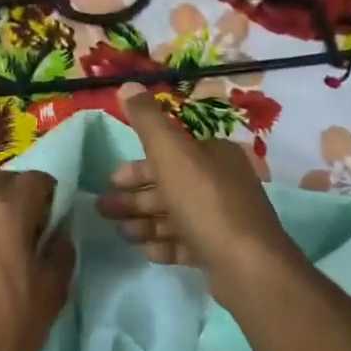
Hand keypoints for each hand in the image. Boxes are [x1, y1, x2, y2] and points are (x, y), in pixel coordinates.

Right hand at [96, 84, 304, 312]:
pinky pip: (186, 244)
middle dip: (135, 198)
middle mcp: (222, 183)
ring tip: (121, 233)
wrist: (246, 265)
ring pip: (175, 216)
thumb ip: (147, 121)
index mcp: (214, 155)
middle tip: (104, 210)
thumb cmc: (204, 202)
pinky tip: (147, 252)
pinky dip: (165, 246)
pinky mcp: (221, 252)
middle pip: (169, 186)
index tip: (111, 180)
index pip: (170, 155)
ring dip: (145, 223)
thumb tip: (127, 85)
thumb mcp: (171, 153)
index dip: (137, 167)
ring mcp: (223, 220)